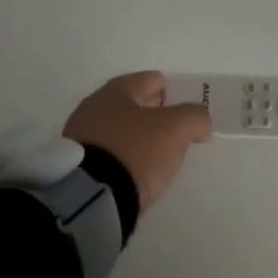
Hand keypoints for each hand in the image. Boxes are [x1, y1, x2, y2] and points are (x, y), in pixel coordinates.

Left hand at [63, 71, 213, 211]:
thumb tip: (199, 123)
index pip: (152, 80)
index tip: (189, 112)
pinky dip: (127, 158)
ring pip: (122, 130)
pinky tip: (138, 172)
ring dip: (141, 139)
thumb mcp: (176, 128)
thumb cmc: (135, 150)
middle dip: (157, 115)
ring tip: (161, 157)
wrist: (90, 196)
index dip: (174, 92)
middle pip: (135, 105)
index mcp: (116, 90)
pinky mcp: (78, 166)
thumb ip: (195, 117)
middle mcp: (94, 107)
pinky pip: (111, 154)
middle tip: (179, 133)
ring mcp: (82, 137)